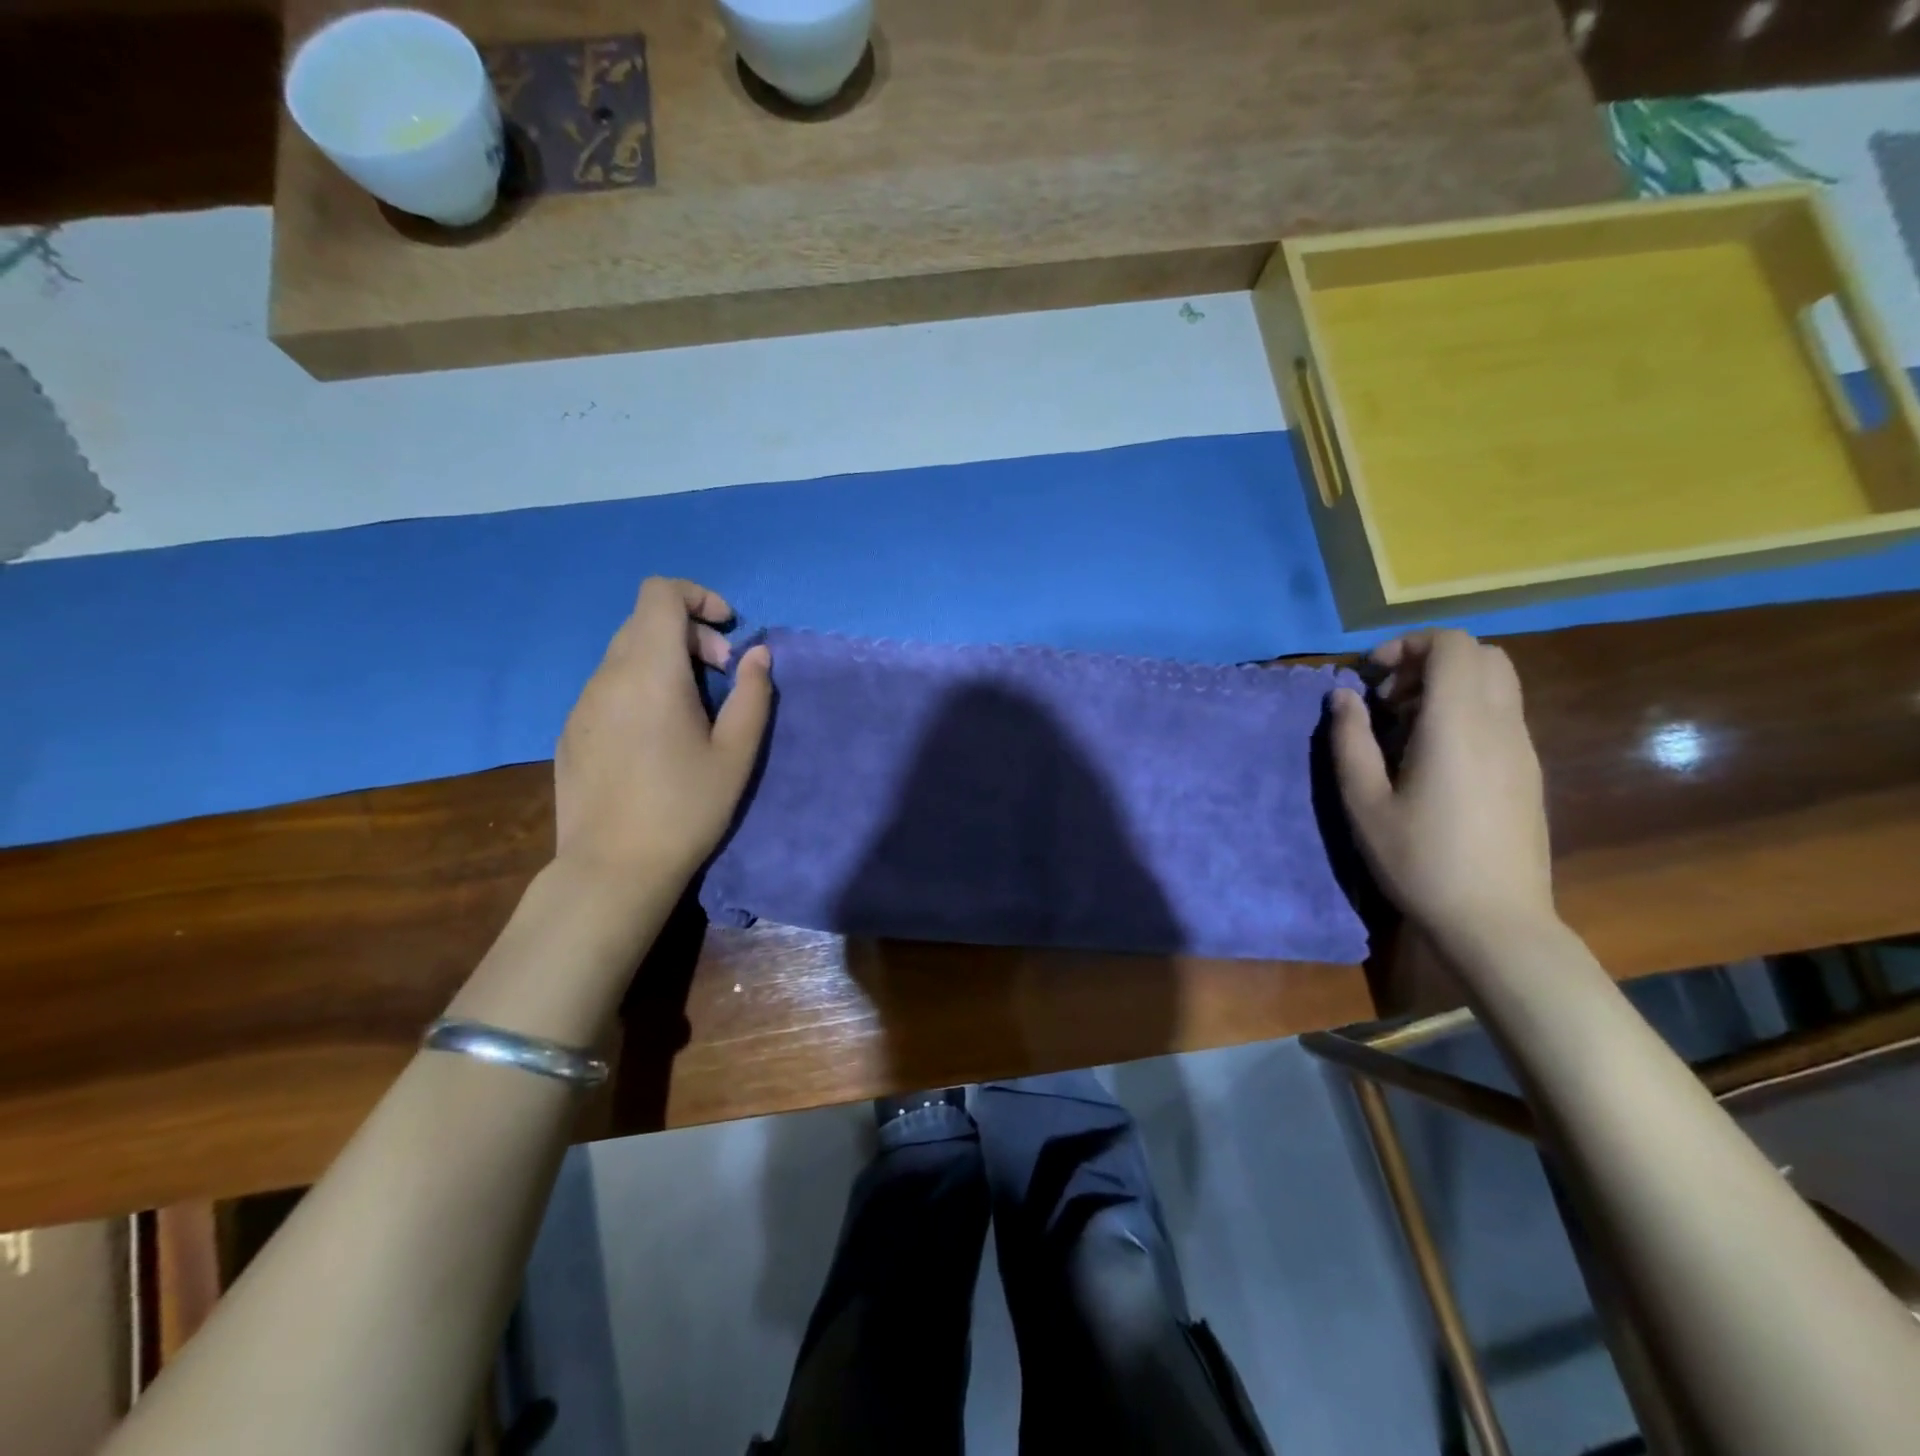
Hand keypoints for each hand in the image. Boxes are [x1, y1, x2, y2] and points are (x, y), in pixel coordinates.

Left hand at [554, 578, 771, 886]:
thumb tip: (758, 654)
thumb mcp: (736, 754)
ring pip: (624, 653)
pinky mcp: (571, 730)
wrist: (613, 868)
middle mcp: (608, 676)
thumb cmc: (686, 808)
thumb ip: (752, 694)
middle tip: (720, 676)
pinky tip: (656, 736)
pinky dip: (639, 686)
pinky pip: (608, 686)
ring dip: (665, 661)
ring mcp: (582, 703)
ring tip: (692, 710)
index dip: (697, 595)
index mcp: (650, 672)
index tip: (727, 630)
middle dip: (690, 634)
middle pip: (645, 621)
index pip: (659, 594)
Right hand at [1327, 628, 1555, 946]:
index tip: (1371, 676)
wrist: (1495, 920)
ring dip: (1448, 686)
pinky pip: (1502, 714)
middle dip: (1429, 660)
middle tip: (1389, 698)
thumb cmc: (1419, 861)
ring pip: (1497, 683)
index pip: (1453, 645)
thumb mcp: (1365, 802)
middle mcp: (1500, 725)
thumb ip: (1350, 740)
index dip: (1408, 644)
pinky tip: (1432, 756)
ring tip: (1404, 727)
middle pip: (1481, 655)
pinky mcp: (1528, 771)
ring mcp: (1522, 748)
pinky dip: (1466, 710)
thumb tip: (1343, 696)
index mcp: (1458, 725)